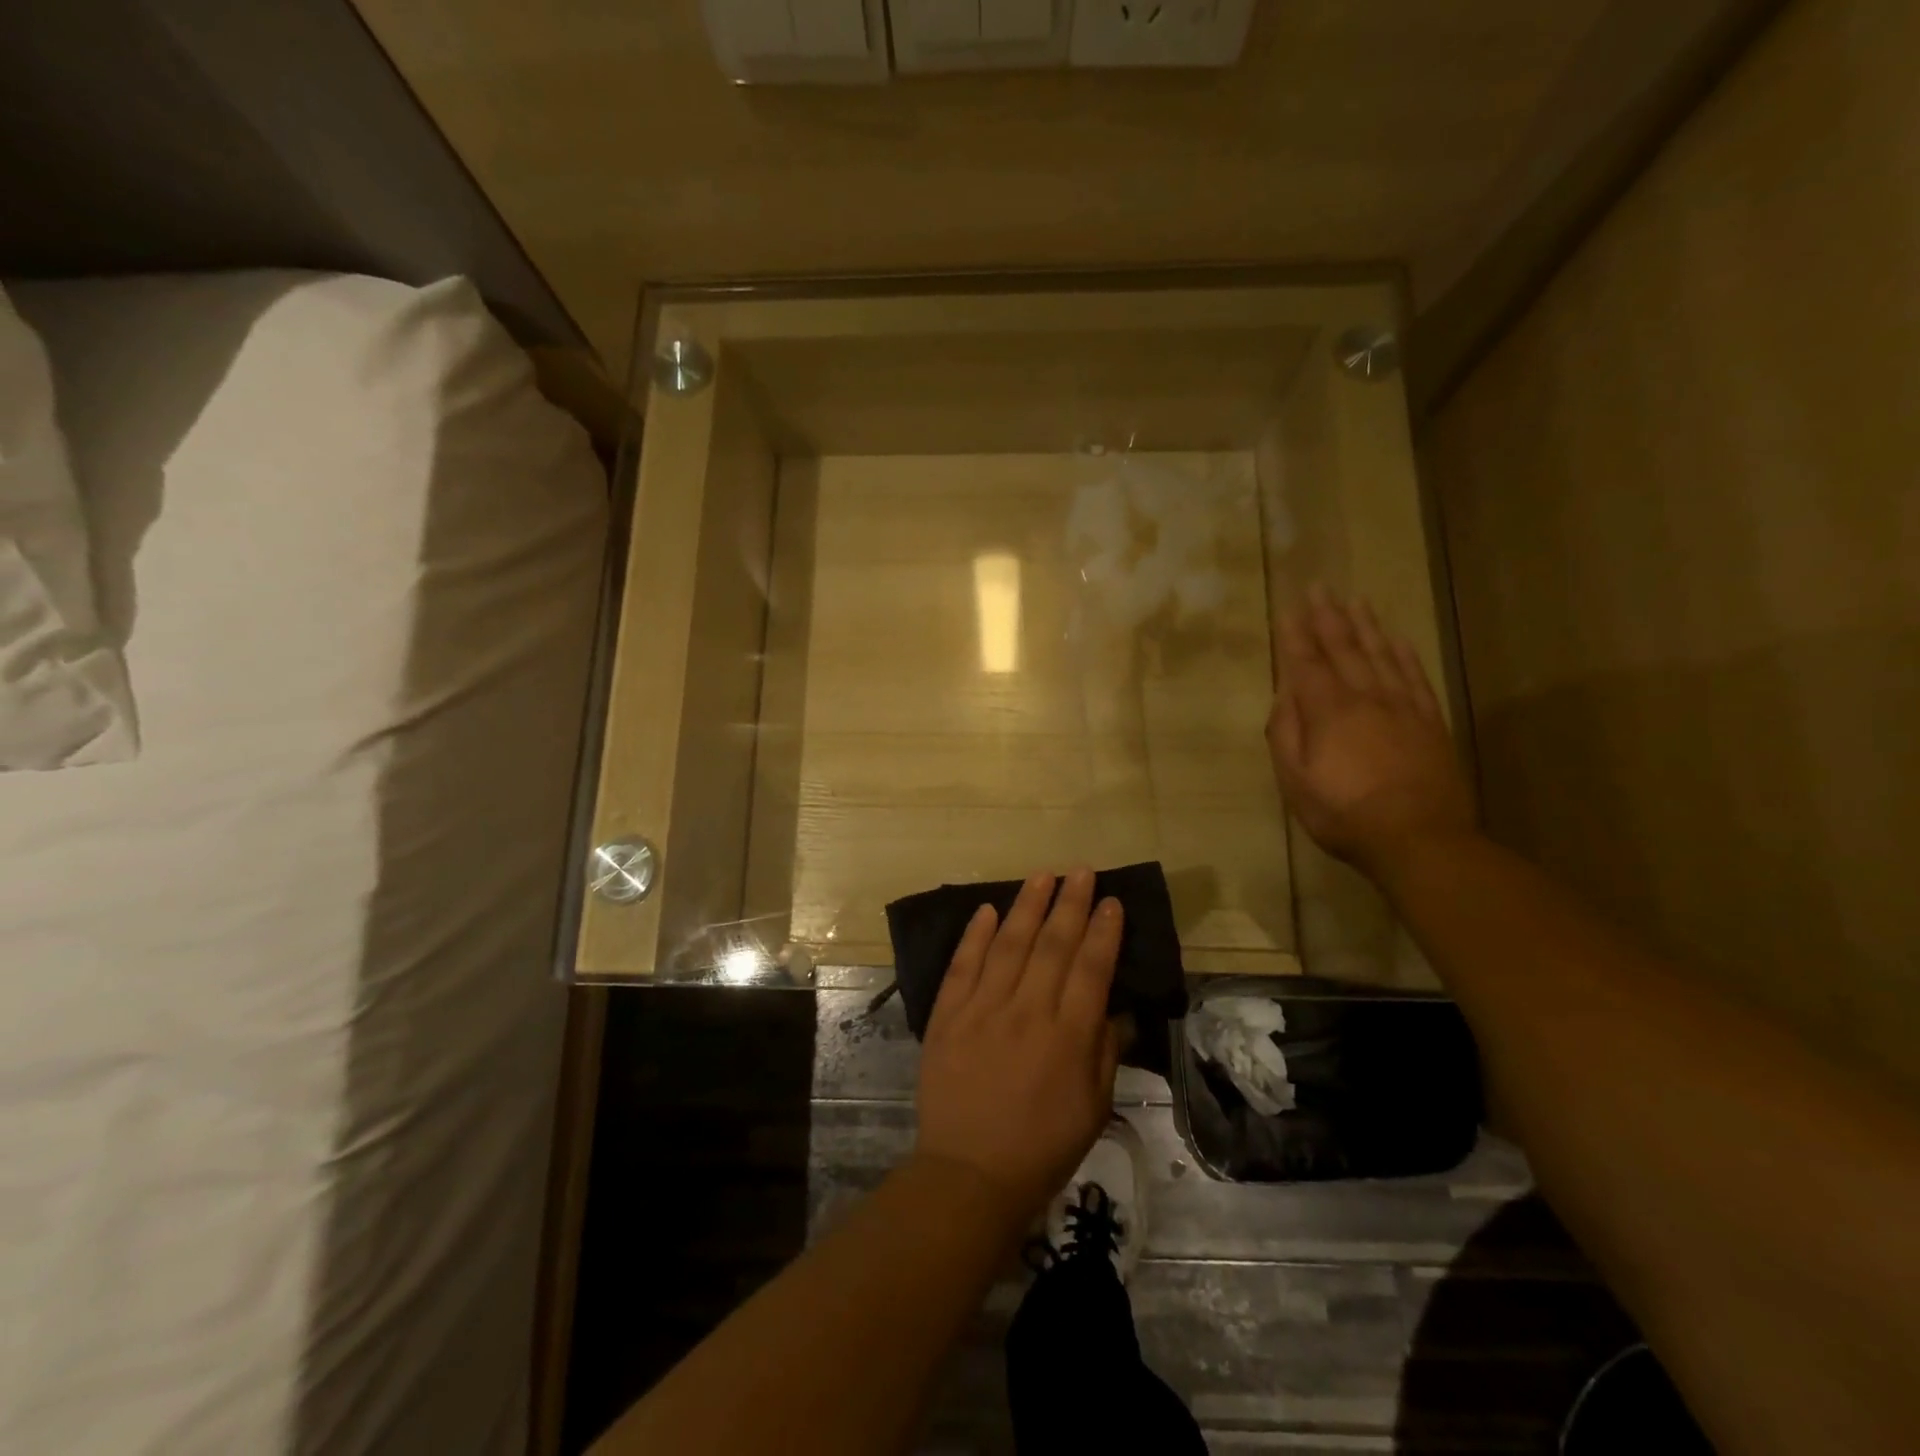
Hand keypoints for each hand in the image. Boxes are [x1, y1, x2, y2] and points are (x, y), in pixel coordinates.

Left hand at [914, 868, 1122, 1227]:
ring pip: (1009, 944)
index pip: (1091, 968)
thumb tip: (1116, 1008)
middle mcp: (1027, 1011)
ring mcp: (982, 1009)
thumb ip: (1105, 1051)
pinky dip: (976, 935)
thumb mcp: (1093, 1107)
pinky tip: (988, 910)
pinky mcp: (948, 1015)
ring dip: (1027, 906)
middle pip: (1052, 945)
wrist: (970, 1173)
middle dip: (1070, 904)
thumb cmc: (1042, 1146)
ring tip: (1042, 875)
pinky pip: (963, 965)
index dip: (1104, 931)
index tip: (1112, 901)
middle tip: (1080, 871)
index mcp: (1068, 1035)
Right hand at [1269, 587, 1476, 884]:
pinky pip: (1415, 677)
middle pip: (1344, 649)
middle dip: (1328, 617)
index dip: (1296, 635)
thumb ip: (1285, 734)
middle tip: (1319, 588)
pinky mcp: (1431, 721)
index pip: (1307, 663)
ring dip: (1365, 626)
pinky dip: (1404, 654)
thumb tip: (1283, 695)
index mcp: (1328, 712)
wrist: (1419, 838)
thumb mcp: (1296, 781)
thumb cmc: (1344, 813)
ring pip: (1381, 655)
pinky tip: (1396, 639)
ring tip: (1355, 600)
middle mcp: (1366, 698)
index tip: (1288, 607)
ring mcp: (1403, 707)